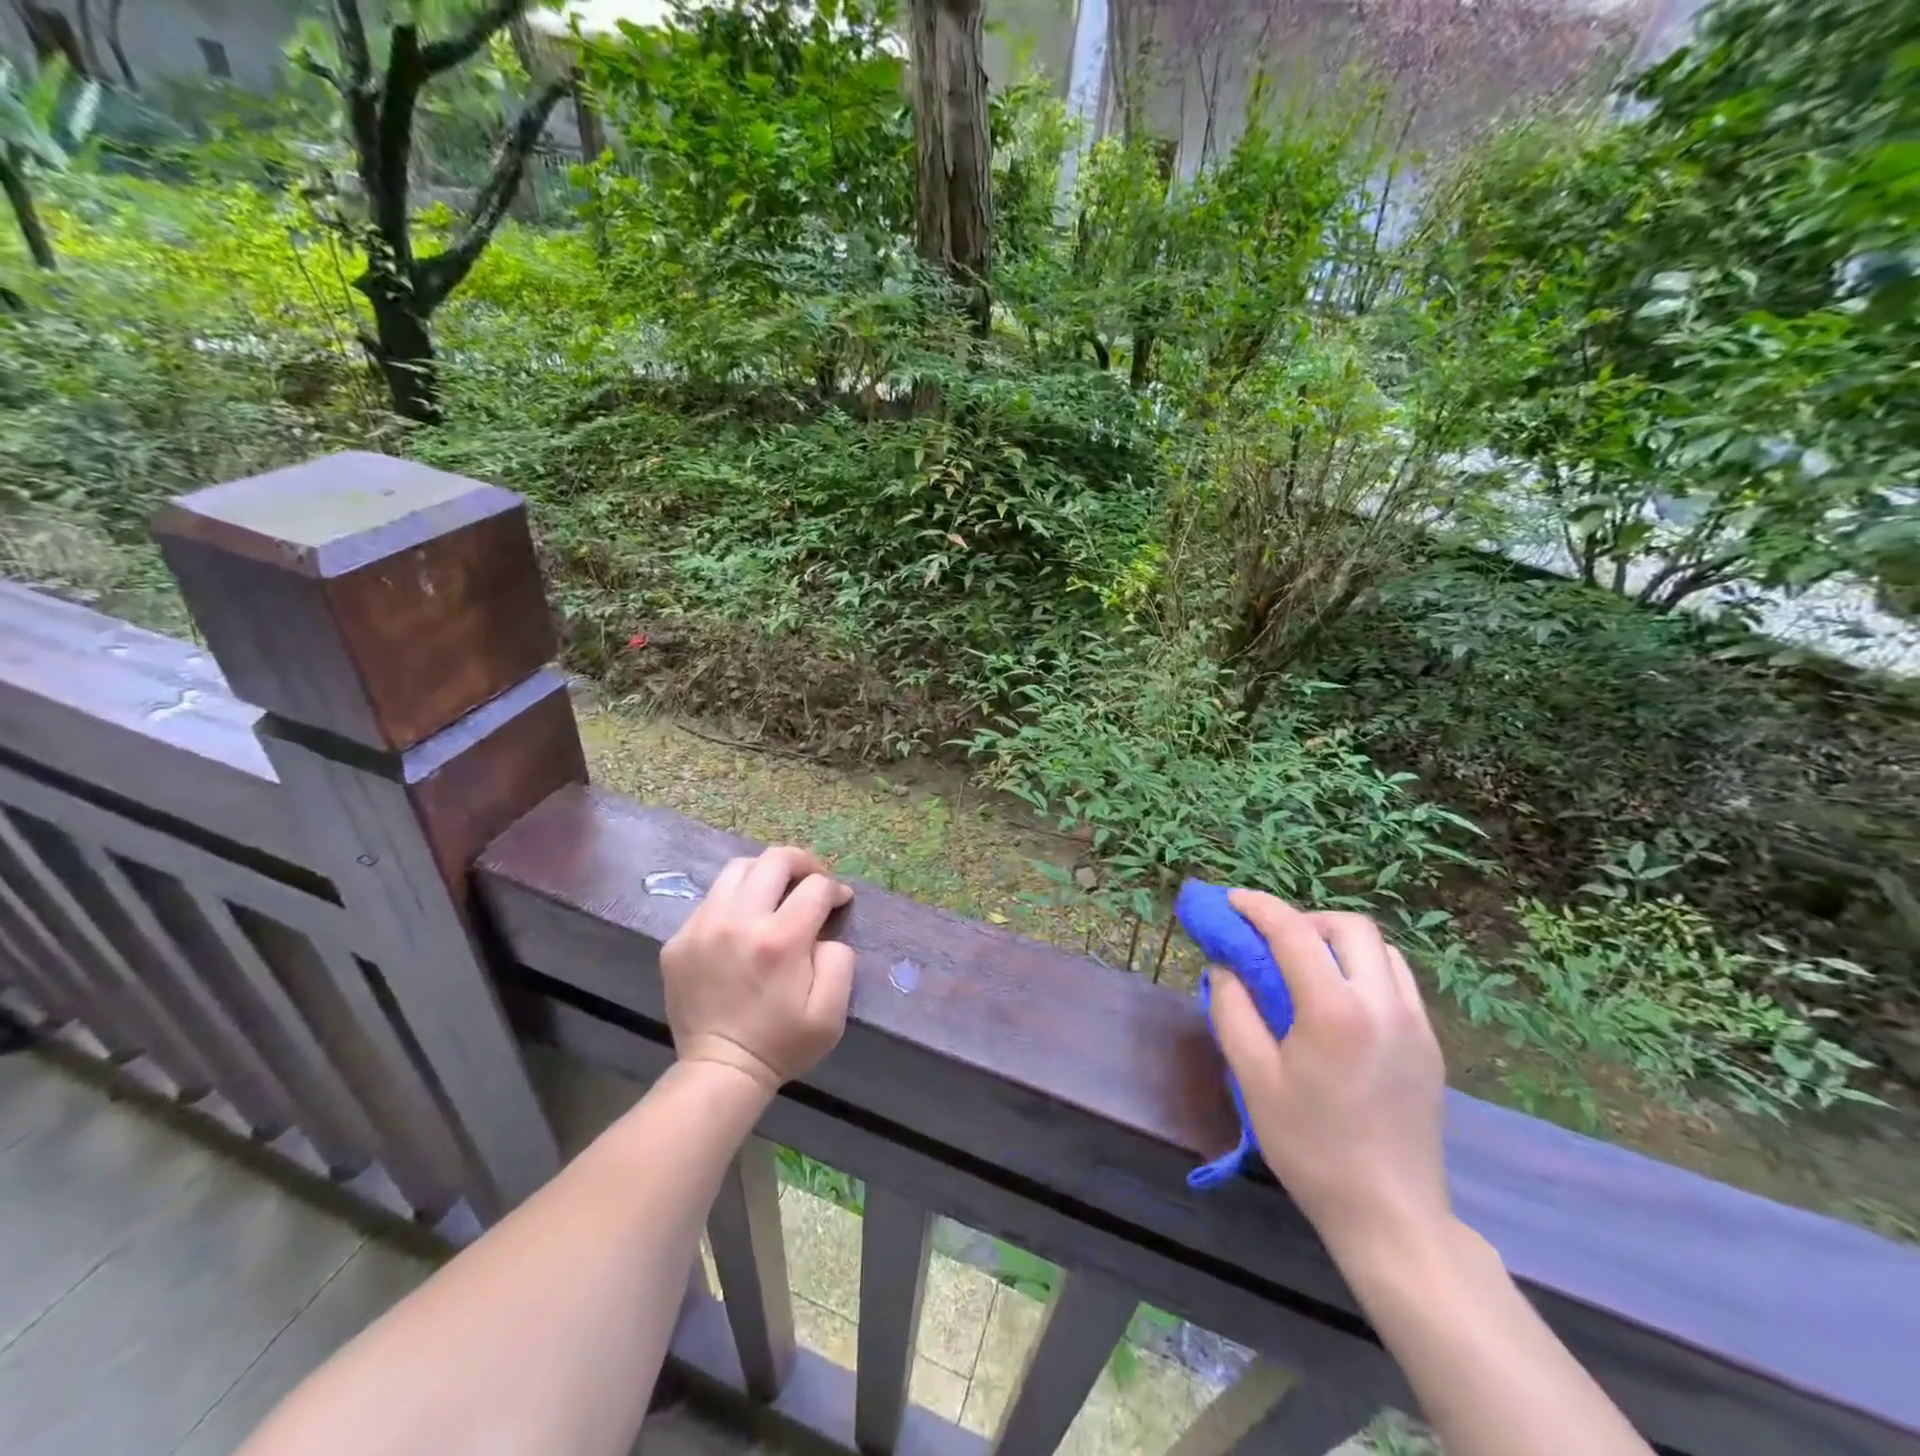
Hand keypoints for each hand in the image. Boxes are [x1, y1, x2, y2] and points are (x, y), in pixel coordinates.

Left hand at [660, 847, 854, 1094]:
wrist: (719, 1071)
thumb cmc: (782, 1043)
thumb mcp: (831, 1011)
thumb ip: (839, 959)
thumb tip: (825, 930)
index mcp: (780, 940)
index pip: (816, 886)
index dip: (835, 889)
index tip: (839, 901)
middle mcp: (738, 921)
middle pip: (774, 860)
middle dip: (802, 863)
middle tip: (812, 881)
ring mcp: (702, 927)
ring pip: (738, 869)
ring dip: (765, 873)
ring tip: (776, 893)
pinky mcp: (678, 939)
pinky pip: (712, 899)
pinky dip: (734, 900)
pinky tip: (743, 923)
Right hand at [1211, 892, 1451, 1267]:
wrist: (1390, 1215)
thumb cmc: (1311, 1147)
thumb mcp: (1253, 1078)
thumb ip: (1232, 1010)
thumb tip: (1225, 967)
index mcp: (1335, 1011)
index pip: (1293, 933)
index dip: (1258, 908)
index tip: (1231, 901)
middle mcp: (1384, 1003)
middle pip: (1349, 926)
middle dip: (1304, 919)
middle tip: (1271, 942)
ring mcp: (1415, 1022)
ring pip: (1379, 948)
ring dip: (1336, 941)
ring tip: (1304, 967)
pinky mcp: (1430, 1043)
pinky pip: (1395, 979)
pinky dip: (1362, 967)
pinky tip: (1337, 999)